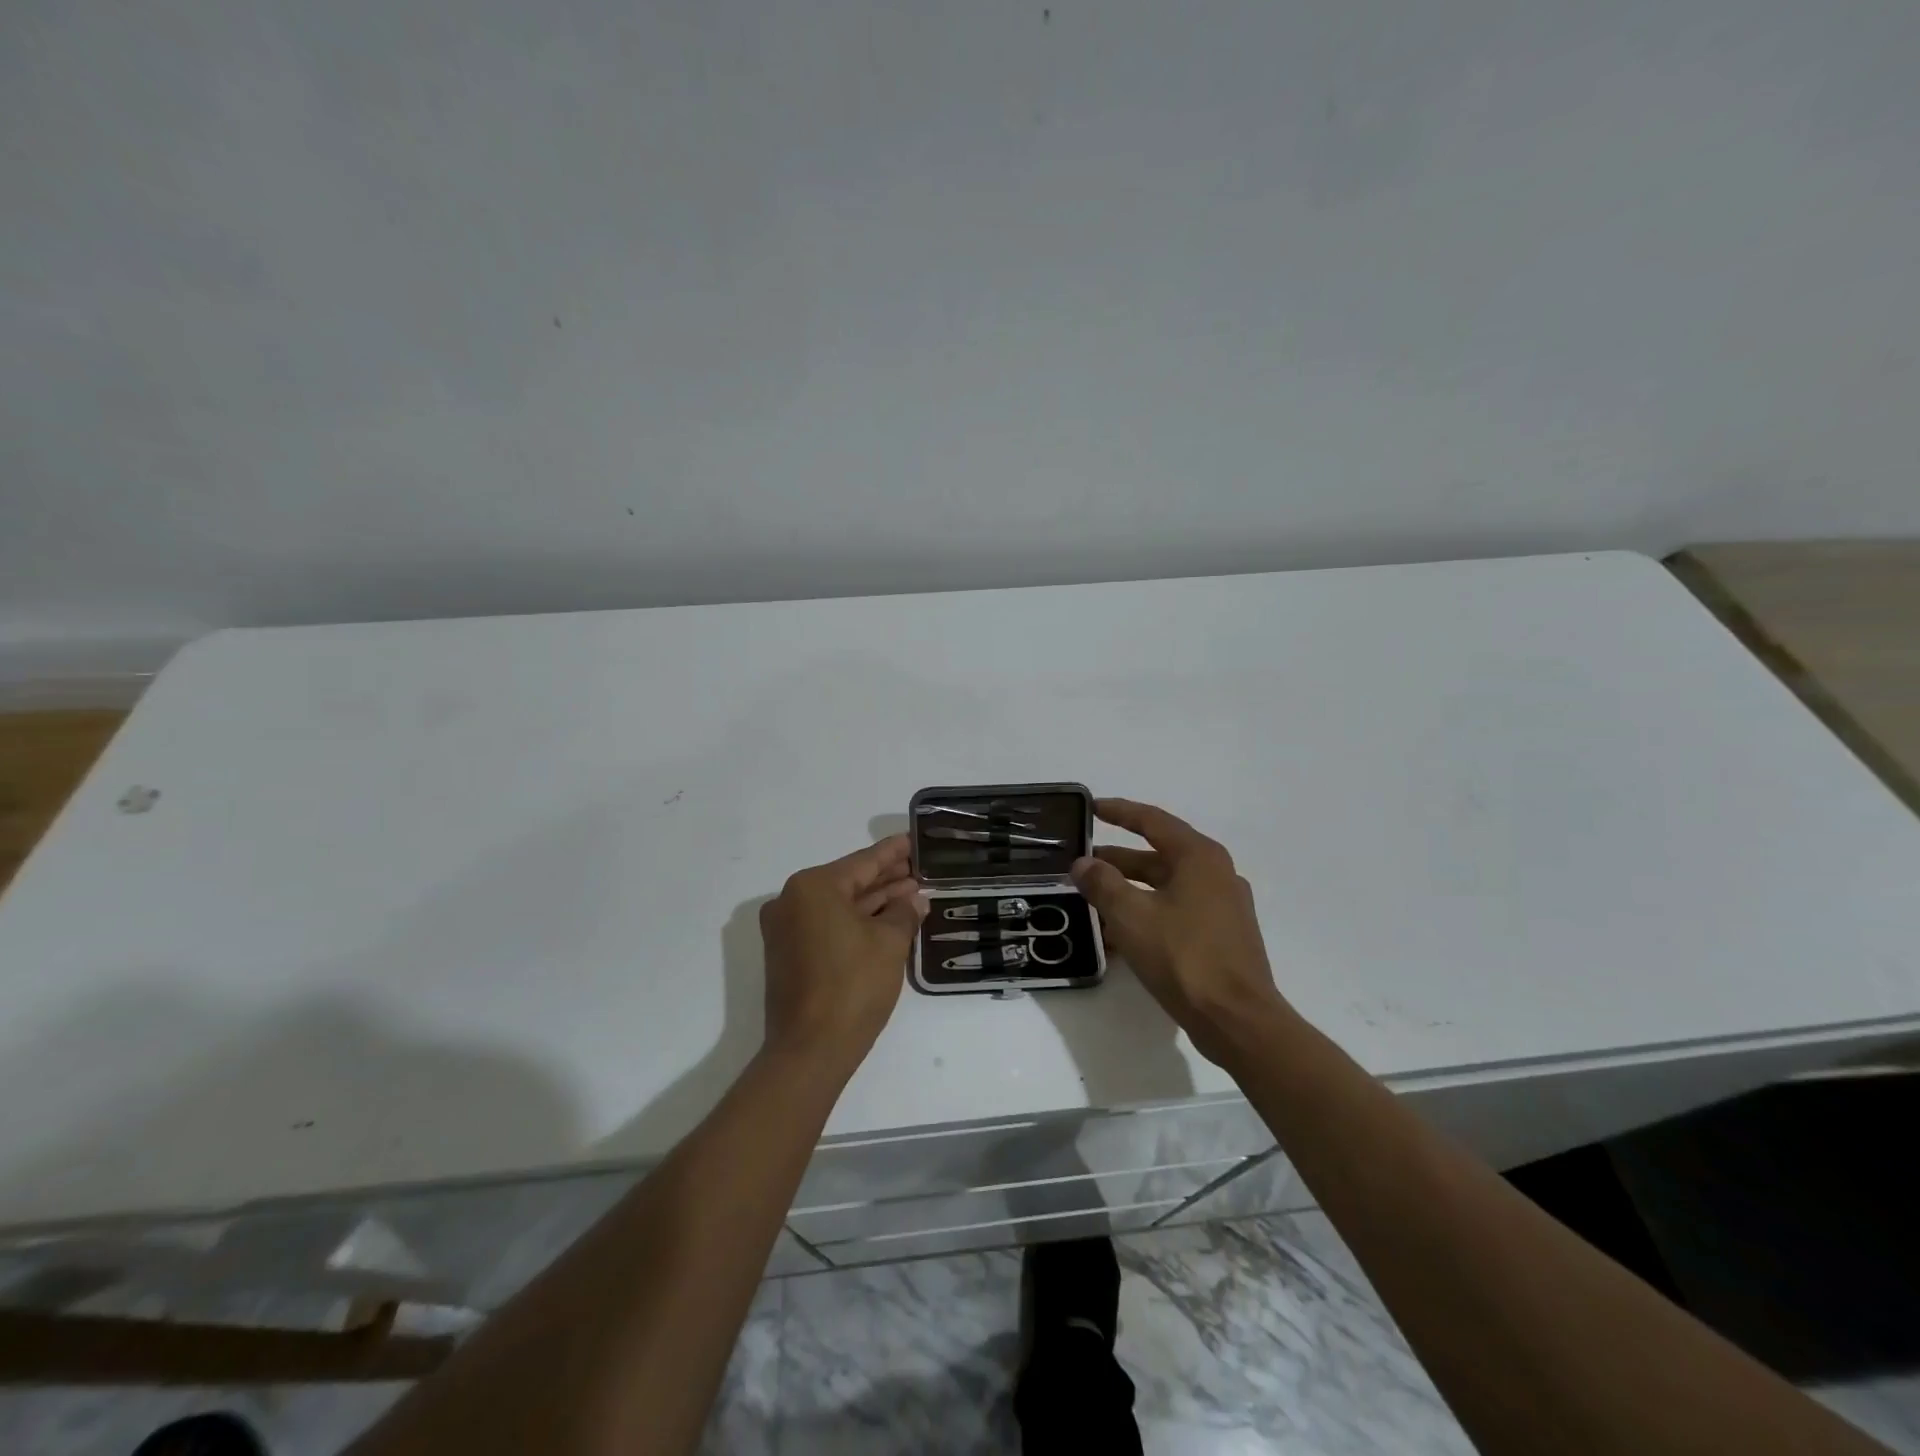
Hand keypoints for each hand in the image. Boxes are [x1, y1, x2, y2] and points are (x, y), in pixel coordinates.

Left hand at [759, 834, 925, 1071]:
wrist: (810, 1050)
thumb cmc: (853, 986)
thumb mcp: (889, 943)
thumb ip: (904, 913)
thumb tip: (914, 900)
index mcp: (813, 887)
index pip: (863, 862)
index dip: (893, 852)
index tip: (913, 840)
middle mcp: (792, 901)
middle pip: (848, 881)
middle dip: (885, 878)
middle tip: (919, 868)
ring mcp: (786, 929)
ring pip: (839, 905)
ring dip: (874, 901)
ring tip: (912, 893)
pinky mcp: (788, 954)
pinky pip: (827, 925)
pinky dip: (856, 921)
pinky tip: (887, 920)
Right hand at [1072, 798, 1292, 1065]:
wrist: (1237, 1020)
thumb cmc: (1184, 957)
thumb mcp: (1132, 916)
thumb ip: (1103, 884)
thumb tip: (1083, 864)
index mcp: (1199, 857)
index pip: (1153, 821)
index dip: (1119, 812)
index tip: (1091, 808)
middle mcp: (1216, 874)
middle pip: (1159, 855)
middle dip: (1118, 858)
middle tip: (1082, 862)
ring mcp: (1222, 907)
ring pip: (1166, 886)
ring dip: (1130, 888)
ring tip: (1093, 896)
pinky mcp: (1222, 936)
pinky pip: (1176, 911)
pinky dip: (1147, 912)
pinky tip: (1119, 932)